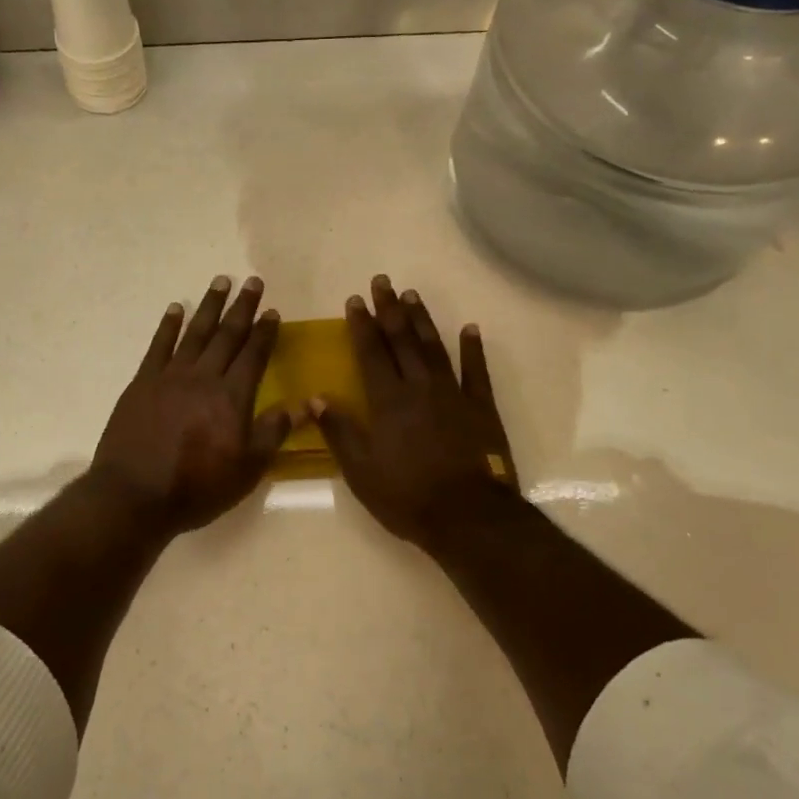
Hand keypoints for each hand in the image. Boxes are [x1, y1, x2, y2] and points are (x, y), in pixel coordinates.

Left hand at [90, 276, 293, 535]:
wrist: (134, 495)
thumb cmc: (197, 487)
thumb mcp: (247, 468)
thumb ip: (275, 431)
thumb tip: (309, 402)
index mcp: (232, 397)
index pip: (254, 355)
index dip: (265, 332)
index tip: (272, 311)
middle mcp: (203, 377)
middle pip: (227, 335)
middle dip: (242, 308)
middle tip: (253, 282)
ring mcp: (170, 376)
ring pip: (195, 332)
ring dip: (210, 306)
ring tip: (221, 282)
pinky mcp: (142, 382)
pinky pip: (159, 345)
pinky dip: (169, 325)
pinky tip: (176, 308)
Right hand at [311, 275, 521, 551]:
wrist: (468, 517)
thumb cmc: (406, 496)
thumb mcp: (360, 471)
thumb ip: (339, 431)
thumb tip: (316, 397)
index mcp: (388, 401)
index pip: (371, 353)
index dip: (361, 325)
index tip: (355, 300)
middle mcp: (419, 387)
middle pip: (402, 340)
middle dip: (389, 309)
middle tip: (383, 282)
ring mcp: (454, 394)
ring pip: (434, 347)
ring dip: (422, 320)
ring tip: (412, 295)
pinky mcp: (481, 408)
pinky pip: (477, 371)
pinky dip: (473, 348)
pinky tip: (470, 328)